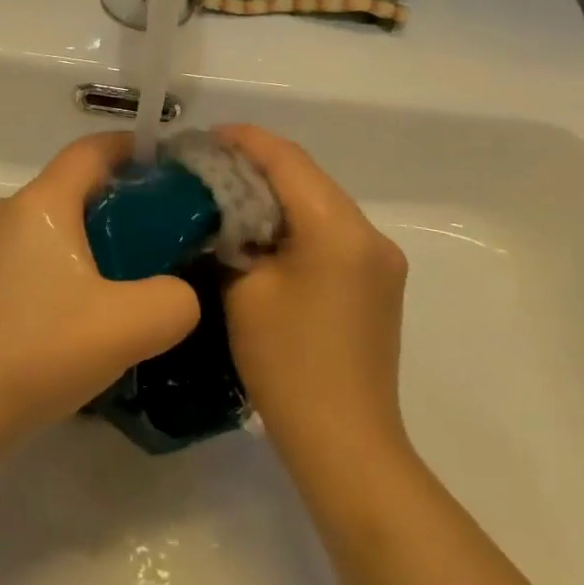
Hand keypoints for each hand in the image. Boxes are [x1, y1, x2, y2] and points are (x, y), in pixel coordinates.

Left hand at [0, 134, 199, 441]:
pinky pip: (24, 259)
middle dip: (118, 205)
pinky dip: (56, 271)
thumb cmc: (36, 351)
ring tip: (120, 288)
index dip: (133, 148)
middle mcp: (3, 211)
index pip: (92, 150)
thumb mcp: (129, 326)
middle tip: (158, 242)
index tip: (170, 167)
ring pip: (47, 227)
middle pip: (71, 189)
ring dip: (86, 244)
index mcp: (40, 203)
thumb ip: (176, 300)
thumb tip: (176, 294)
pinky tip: (71, 319)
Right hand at [215, 125, 409, 454]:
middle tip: (207, 168)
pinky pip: (332, 233)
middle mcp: (370, 234)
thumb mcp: (243, 290)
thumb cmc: (287, 364)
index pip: (287, 159)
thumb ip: (229, 237)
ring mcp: (381, 260)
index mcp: (338, 228)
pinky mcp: (379, 283)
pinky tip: (264, 237)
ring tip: (228, 198)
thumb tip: (217, 215)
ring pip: (320, 203)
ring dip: (276, 195)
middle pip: (307, 176)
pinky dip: (296, 223)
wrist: (345, 444)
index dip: (243, 141)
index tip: (202, 139)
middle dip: (257, 166)